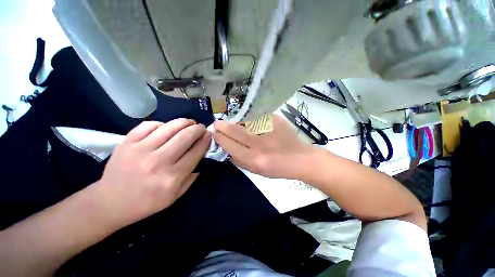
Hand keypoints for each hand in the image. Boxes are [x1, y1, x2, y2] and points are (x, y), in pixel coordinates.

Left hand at [97, 119, 210, 228]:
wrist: (110, 202)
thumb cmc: (147, 202)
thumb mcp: (175, 196)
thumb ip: (192, 177)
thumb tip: (201, 157)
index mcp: (172, 177)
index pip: (196, 152)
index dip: (205, 140)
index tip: (209, 134)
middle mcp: (158, 162)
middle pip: (185, 137)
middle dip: (197, 129)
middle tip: (201, 127)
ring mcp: (141, 150)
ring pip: (169, 127)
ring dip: (184, 122)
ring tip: (190, 122)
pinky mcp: (127, 143)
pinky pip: (149, 125)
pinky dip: (162, 124)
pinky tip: (166, 127)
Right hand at [214, 115, 318, 178]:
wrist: (300, 158)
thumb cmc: (278, 168)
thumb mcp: (256, 171)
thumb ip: (239, 160)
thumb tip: (226, 148)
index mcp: (254, 160)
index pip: (230, 146)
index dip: (220, 138)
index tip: (215, 133)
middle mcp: (260, 144)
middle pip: (235, 131)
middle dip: (223, 126)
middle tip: (217, 123)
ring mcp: (269, 130)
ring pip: (244, 122)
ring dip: (235, 121)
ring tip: (232, 123)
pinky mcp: (276, 121)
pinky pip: (256, 117)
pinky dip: (249, 119)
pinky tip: (249, 122)